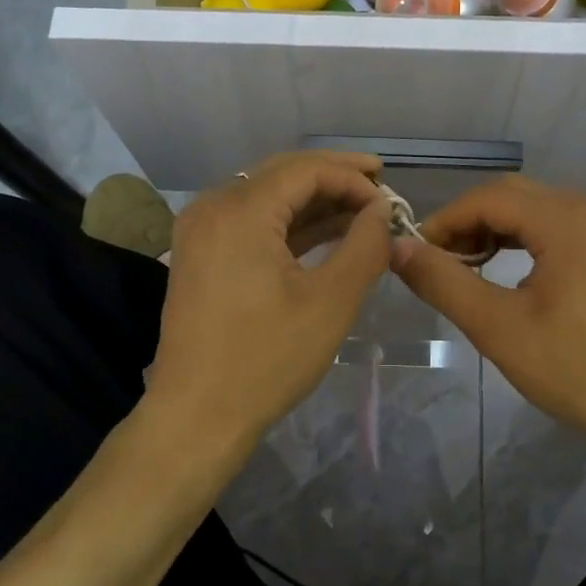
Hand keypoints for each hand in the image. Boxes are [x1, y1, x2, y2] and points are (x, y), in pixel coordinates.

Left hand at [145, 151, 391, 449]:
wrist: (196, 415)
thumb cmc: (266, 360)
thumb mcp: (330, 302)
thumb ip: (364, 246)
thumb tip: (382, 211)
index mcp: (240, 211)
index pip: (306, 170)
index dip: (353, 178)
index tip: (389, 201)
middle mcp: (213, 207)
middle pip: (283, 173)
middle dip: (334, 177)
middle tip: (378, 184)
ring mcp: (201, 230)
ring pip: (266, 195)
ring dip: (313, 200)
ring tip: (361, 211)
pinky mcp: (200, 253)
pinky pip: (251, 221)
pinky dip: (288, 223)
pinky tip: (324, 232)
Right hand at [390, 176, 585, 450]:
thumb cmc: (574, 369)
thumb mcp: (497, 327)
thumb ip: (443, 281)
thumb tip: (398, 248)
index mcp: (565, 220)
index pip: (487, 198)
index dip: (444, 220)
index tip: (415, 253)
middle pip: (511, 195)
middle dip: (467, 221)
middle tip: (437, 260)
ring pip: (534, 210)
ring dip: (494, 229)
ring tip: (466, 266)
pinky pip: (556, 227)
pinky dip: (522, 239)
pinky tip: (507, 271)